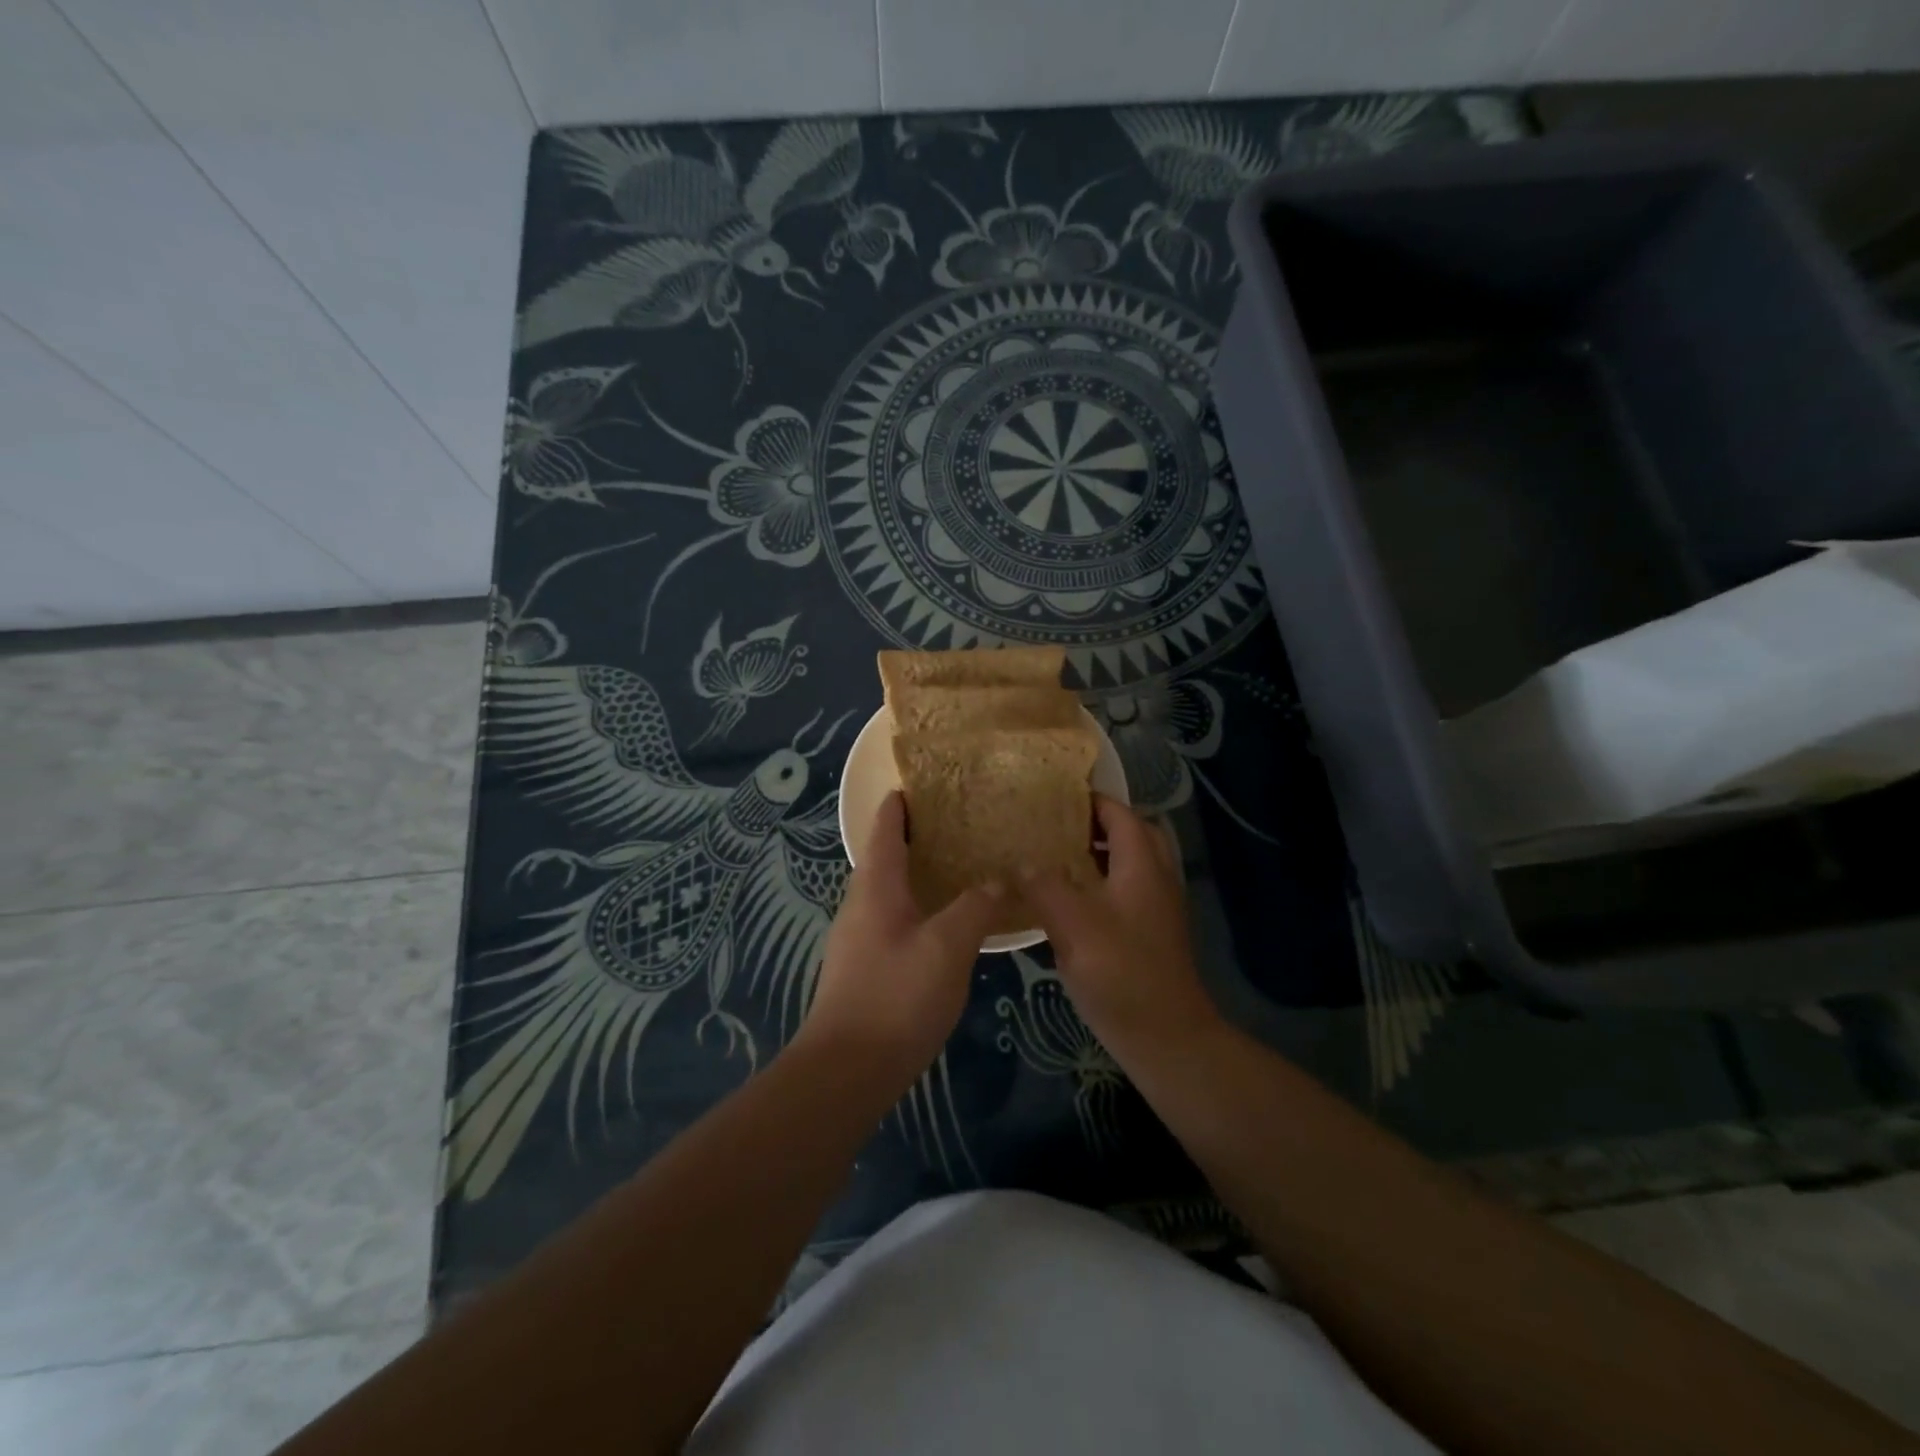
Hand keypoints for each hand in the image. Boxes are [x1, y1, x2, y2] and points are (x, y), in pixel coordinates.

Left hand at [794, 792, 1004, 1092]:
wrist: (847, 1070)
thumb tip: (998, 879)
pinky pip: (895, 919)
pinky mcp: (866, 967)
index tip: (926, 783)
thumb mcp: (947, 946)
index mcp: (876, 886)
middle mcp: (861, 904)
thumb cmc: (896, 996)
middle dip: (916, 836)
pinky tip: (947, 922)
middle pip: (886, 855)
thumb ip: (974, 907)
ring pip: (891, 890)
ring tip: (960, 866)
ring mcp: (859, 938)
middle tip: (959, 823)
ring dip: (919, 872)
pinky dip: (919, 906)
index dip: (901, 802)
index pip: (885, 828)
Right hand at [1023, 796, 1221, 1058]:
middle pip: (1132, 834)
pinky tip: (1068, 902)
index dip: (1091, 799)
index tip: (1054, 794)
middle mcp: (1155, 879)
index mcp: (1142, 865)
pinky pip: (1126, 891)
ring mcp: (1156, 908)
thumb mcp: (1073, 925)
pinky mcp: (1150, 934)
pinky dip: (1101, 883)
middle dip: (1097, 823)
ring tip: (1056, 857)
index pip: (1120, 814)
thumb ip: (1045, 886)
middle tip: (1056, 825)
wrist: (1166, 1036)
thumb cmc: (1120, 972)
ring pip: (1130, 864)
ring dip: (1099, 854)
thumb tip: (1022, 862)